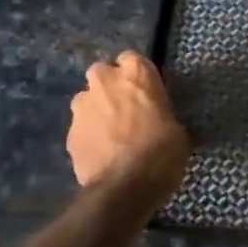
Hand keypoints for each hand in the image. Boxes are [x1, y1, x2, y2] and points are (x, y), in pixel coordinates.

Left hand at [68, 52, 190, 192]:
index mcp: (136, 73)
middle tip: (125, 110)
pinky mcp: (70, 133)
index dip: (137, 77)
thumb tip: (162, 123)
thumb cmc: (162, 152)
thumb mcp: (178, 130)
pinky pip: (81, 128)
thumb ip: (163, 115)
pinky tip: (101, 154)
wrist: (125, 187)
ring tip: (110, 135)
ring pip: (87, 100)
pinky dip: (89, 136)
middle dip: (110, 88)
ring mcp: (82, 107)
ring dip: (96, 111)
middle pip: (103, 74)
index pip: (131, 59)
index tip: (145, 93)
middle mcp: (105, 81)